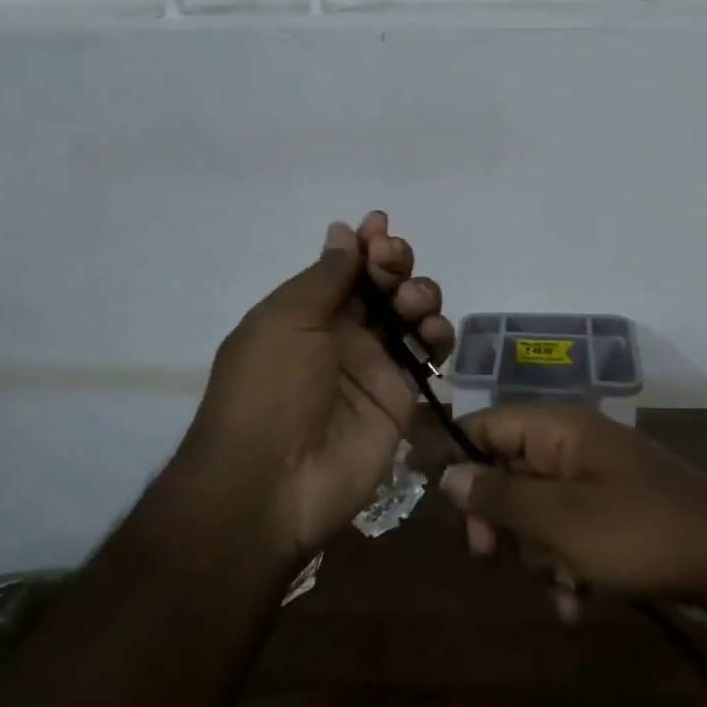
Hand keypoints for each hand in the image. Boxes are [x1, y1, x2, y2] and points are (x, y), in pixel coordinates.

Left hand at [182, 212, 452, 562]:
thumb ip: (325, 276)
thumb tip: (344, 231)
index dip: (365, 243)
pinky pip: (430, 354)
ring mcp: (375, 364)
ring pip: (413, 313)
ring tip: (413, 305)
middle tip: (393, 263)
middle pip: (383, 284)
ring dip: (420, 294)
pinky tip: (432, 333)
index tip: (380, 225)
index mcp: (306, 312)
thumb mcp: (286, 319)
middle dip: (395, 262)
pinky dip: (438, 335)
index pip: (344, 266)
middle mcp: (342, 333)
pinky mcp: (402, 394)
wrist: (273, 481)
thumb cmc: (268, 389)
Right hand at [437, 403, 706, 618]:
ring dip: (538, 554)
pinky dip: (567, 565)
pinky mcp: (613, 513)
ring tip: (562, 584)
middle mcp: (574, 444)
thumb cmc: (638, 531)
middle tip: (494, 557)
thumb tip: (448, 473)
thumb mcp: (559, 518)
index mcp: (559, 428)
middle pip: (508, 471)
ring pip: (537, 511)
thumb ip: (500, 494)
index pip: (487, 424)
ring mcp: (596, 479)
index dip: (459, 460)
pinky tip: (578, 603)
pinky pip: (569, 532)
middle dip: (502, 521)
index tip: (442, 510)